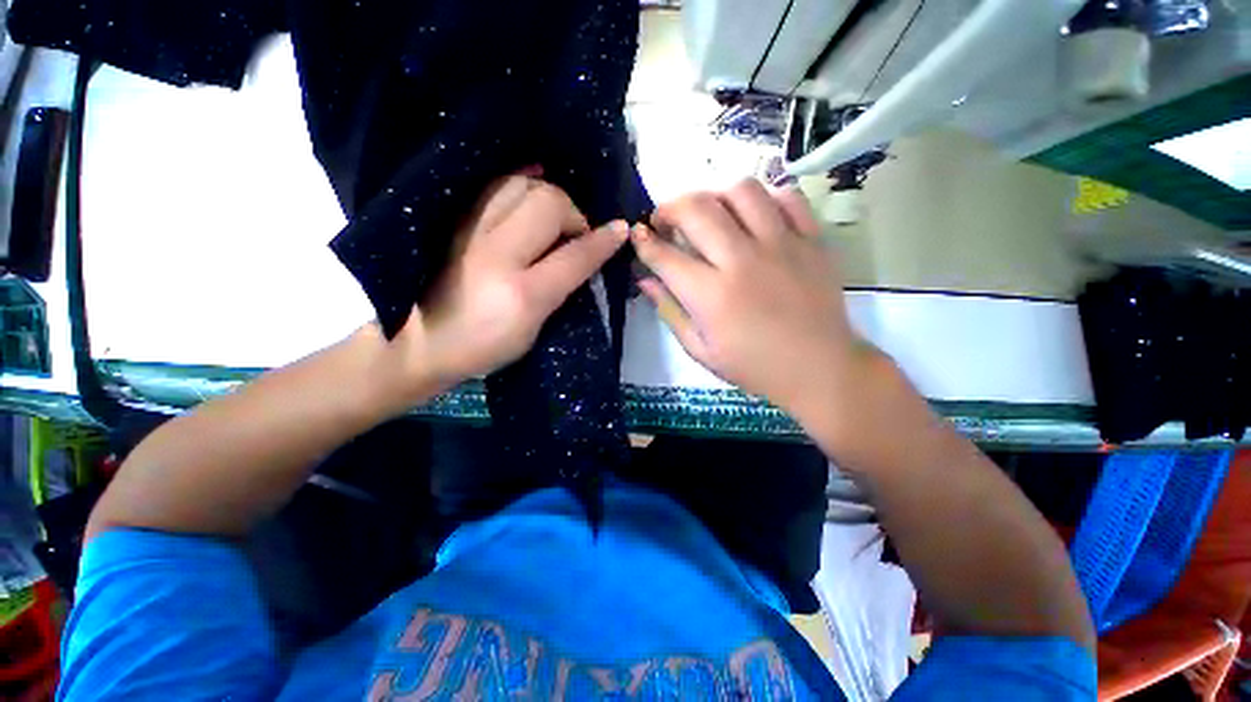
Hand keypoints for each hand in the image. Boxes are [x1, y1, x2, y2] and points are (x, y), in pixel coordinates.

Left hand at [392, 175, 627, 390]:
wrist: (419, 341)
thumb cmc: (484, 348)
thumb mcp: (534, 330)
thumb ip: (562, 289)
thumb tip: (588, 254)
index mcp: (522, 296)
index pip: (575, 257)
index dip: (603, 241)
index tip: (621, 230)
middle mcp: (497, 256)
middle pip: (548, 203)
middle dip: (573, 214)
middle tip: (575, 235)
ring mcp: (471, 232)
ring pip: (522, 185)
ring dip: (549, 197)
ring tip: (553, 219)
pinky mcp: (457, 221)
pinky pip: (496, 185)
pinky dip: (521, 181)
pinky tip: (532, 188)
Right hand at [632, 179, 861, 413]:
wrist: (819, 368)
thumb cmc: (753, 366)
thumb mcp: (700, 350)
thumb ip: (670, 311)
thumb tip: (645, 280)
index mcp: (711, 296)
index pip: (665, 255)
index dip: (644, 241)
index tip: (638, 235)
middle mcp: (742, 261)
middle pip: (697, 209)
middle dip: (670, 208)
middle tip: (666, 220)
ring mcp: (782, 245)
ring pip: (741, 191)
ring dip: (714, 196)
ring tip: (710, 214)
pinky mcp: (812, 239)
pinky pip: (787, 196)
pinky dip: (764, 198)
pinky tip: (753, 216)